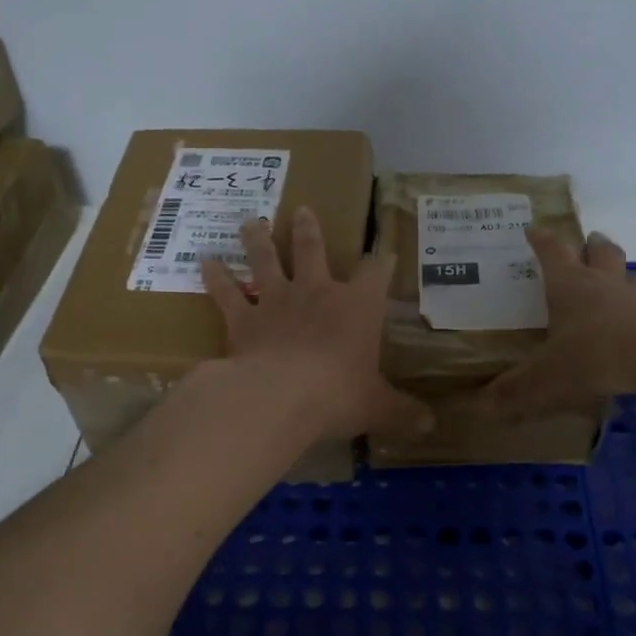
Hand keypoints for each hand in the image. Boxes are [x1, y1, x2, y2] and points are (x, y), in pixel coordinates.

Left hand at [201, 209, 432, 442]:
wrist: (281, 397)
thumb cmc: (338, 395)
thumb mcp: (378, 407)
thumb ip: (402, 412)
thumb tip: (430, 425)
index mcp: (357, 307)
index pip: (376, 274)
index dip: (382, 262)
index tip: (386, 253)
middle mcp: (316, 293)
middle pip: (312, 250)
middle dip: (308, 230)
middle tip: (302, 210)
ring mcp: (276, 301)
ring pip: (265, 260)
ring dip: (258, 240)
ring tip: (251, 222)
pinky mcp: (243, 319)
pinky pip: (226, 293)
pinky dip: (215, 277)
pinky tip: (205, 261)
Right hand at [485, 229, 635, 419]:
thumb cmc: (594, 355)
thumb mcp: (546, 378)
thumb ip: (515, 392)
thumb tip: (479, 408)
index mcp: (569, 286)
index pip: (552, 252)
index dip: (541, 240)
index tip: (533, 229)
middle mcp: (603, 283)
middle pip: (600, 252)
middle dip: (592, 245)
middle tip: (589, 241)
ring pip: (630, 275)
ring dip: (623, 273)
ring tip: (620, 280)